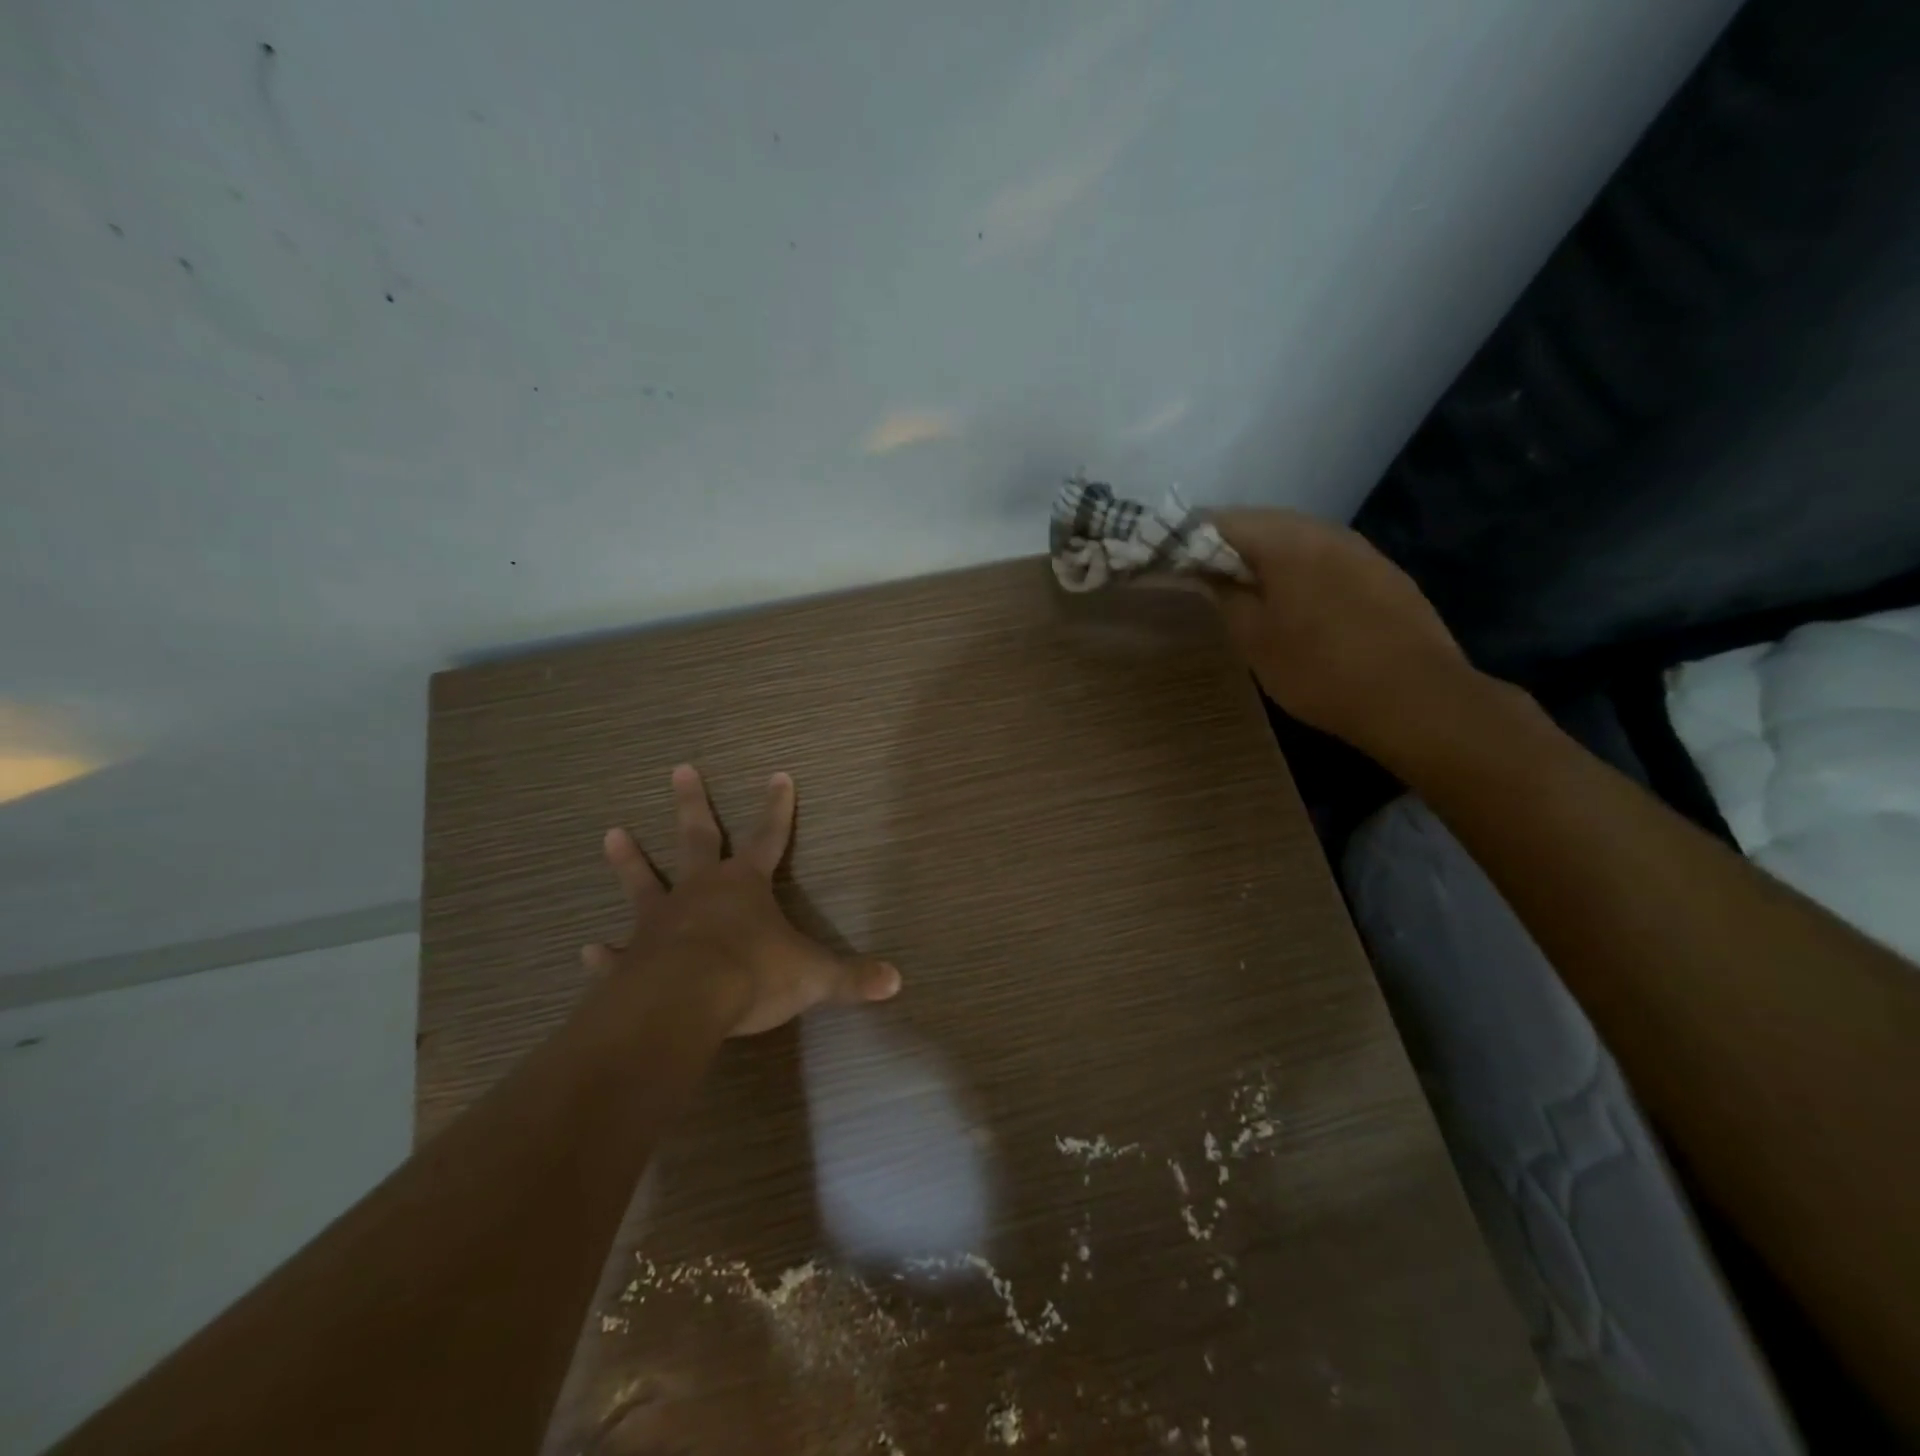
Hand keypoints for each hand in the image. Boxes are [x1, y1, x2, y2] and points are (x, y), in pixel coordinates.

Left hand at [581, 765, 901, 1035]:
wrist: (685, 1002)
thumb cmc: (753, 974)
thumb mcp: (813, 976)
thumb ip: (852, 977)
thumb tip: (896, 982)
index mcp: (744, 885)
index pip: (769, 836)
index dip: (777, 808)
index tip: (778, 775)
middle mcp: (700, 892)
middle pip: (697, 837)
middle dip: (692, 803)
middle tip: (679, 769)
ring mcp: (660, 921)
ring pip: (643, 882)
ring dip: (630, 861)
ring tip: (612, 834)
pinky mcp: (631, 959)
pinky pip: (617, 953)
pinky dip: (605, 953)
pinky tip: (589, 950)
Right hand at [1210, 509, 1474, 755]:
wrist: (1414, 698)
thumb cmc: (1318, 670)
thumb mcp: (1253, 639)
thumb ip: (1224, 595)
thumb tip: (1206, 571)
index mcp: (1286, 540)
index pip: (1221, 520)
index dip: (1188, 537)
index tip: (1169, 559)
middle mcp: (1324, 530)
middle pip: (1260, 522)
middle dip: (1225, 544)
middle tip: (1200, 573)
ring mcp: (1358, 548)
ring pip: (1295, 537)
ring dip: (1263, 555)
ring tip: (1241, 586)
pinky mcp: (1381, 571)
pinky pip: (1324, 556)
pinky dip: (1297, 567)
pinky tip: (1292, 599)